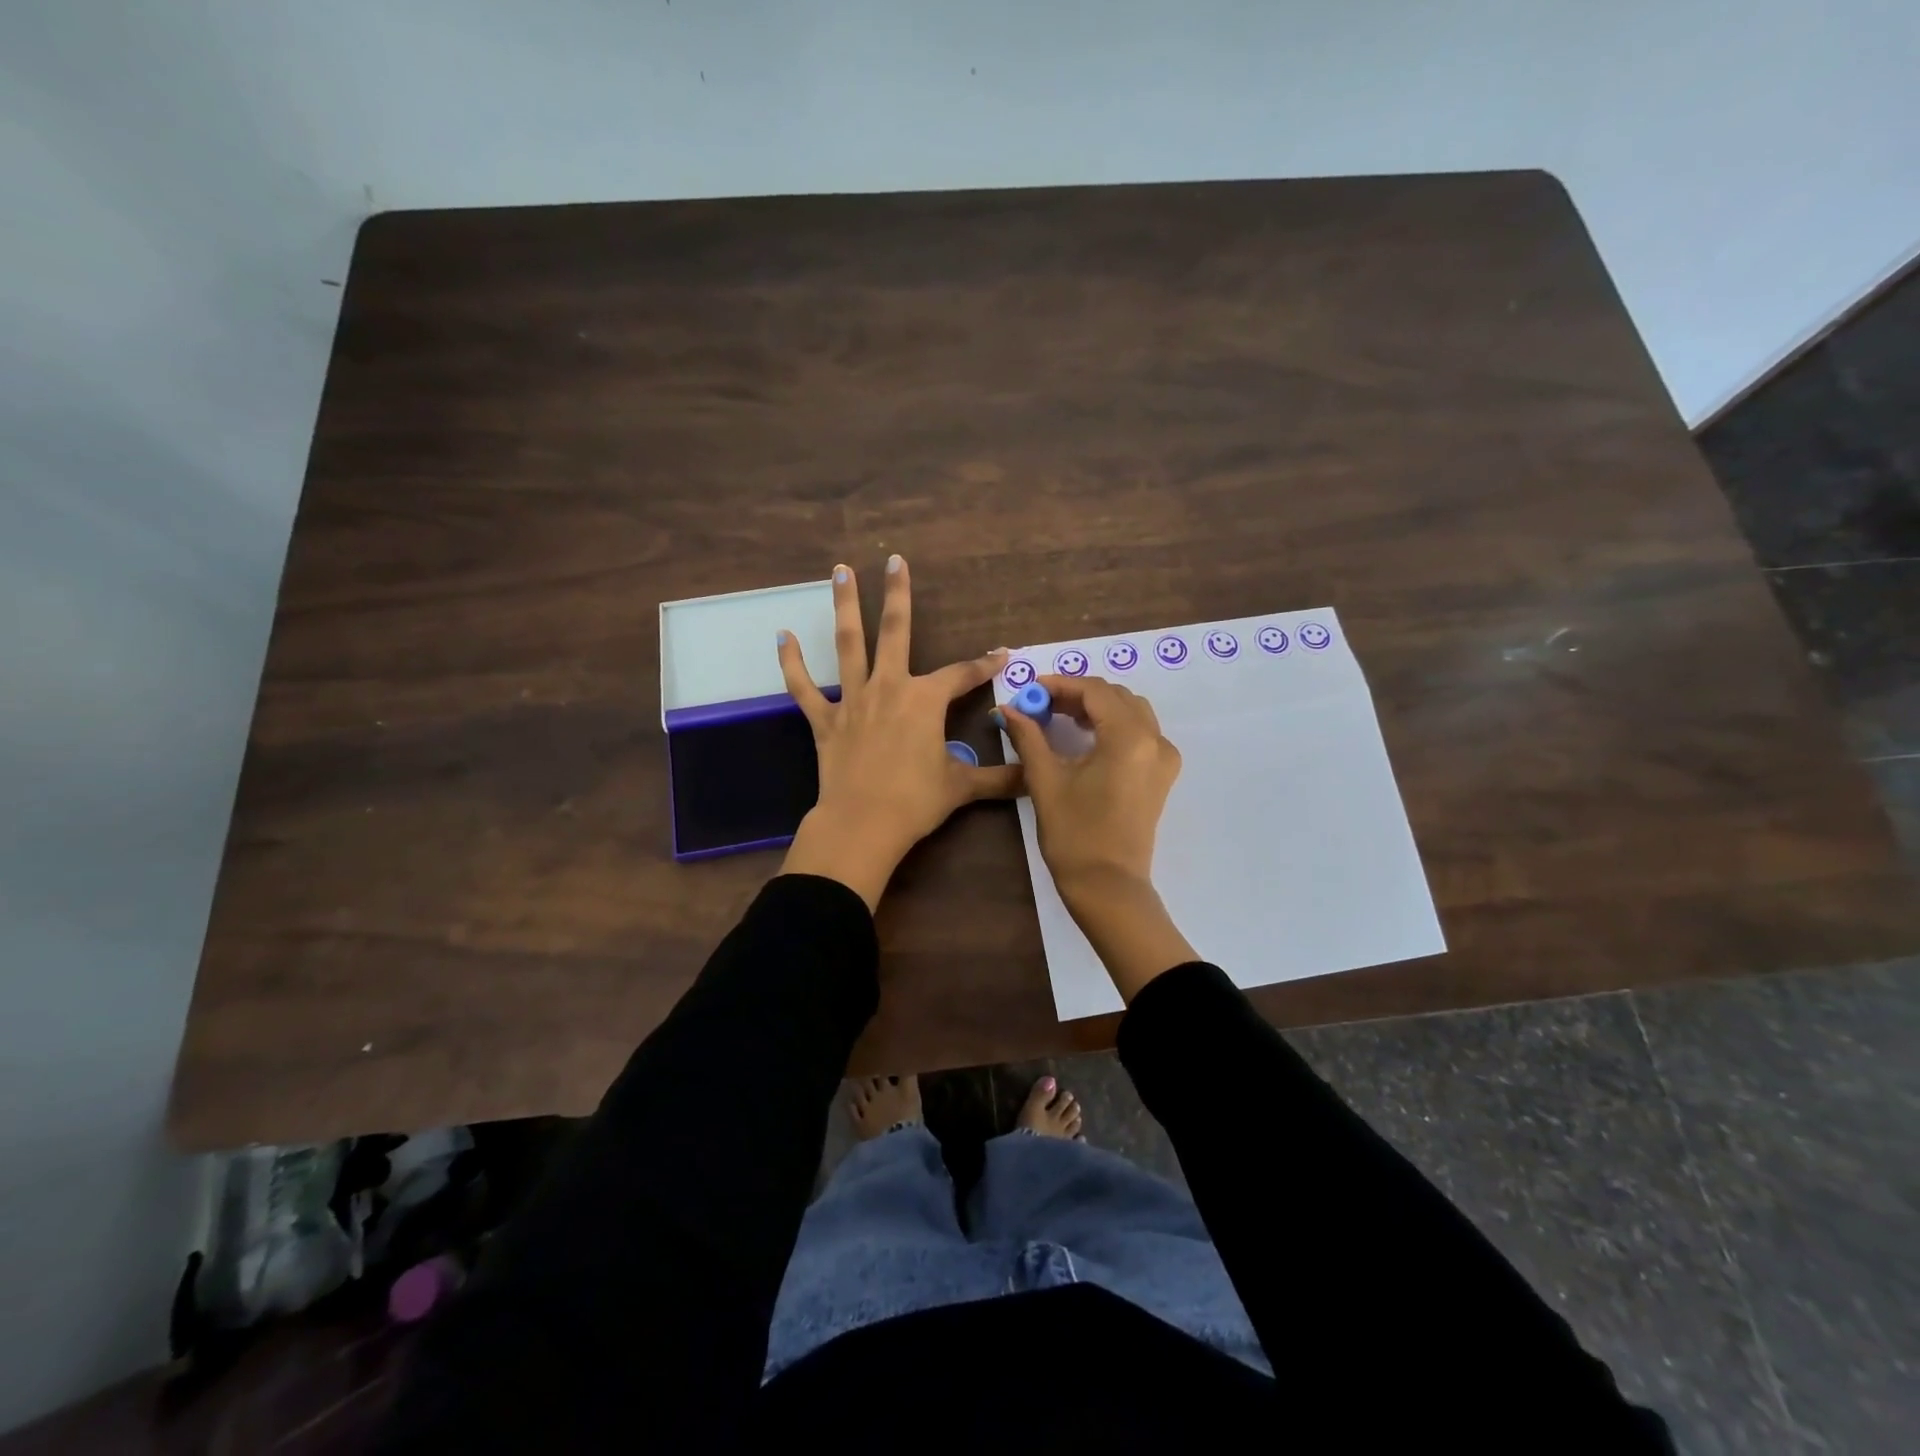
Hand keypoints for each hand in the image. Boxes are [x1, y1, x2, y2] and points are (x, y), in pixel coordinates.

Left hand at [777, 556, 1018, 909]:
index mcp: (925, 700)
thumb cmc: (916, 801)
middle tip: (894, 560)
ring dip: (844, 606)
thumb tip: (1032, 780)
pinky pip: (804, 687)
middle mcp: (889, 688)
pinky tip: (783, 636)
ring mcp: (853, 700)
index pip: (963, 674)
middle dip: (897, 594)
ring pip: (848, 644)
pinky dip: (792, 663)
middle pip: (895, 631)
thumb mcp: (962, 787)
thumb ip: (998, 778)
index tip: (1002, 654)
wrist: (862, 824)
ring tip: (840, 571)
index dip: (984, 664)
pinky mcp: (824, 720)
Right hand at [999, 675, 1197, 999]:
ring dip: (1097, 707)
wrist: (1108, 886)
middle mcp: (1154, 740)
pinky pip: (1140, 732)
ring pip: (1131, 711)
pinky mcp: (1161, 775)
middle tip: (1041, 704)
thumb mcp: (1046, 780)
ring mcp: (1163, 758)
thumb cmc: (1074, 834)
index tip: (1030, 689)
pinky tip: (1085, 737)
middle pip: (1115, 697)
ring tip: (1059, 718)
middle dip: (1078, 694)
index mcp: (1129, 738)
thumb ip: (1028, 736)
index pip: (1094, 691)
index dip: (1060, 684)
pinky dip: (1113, 725)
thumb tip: (1007, 708)